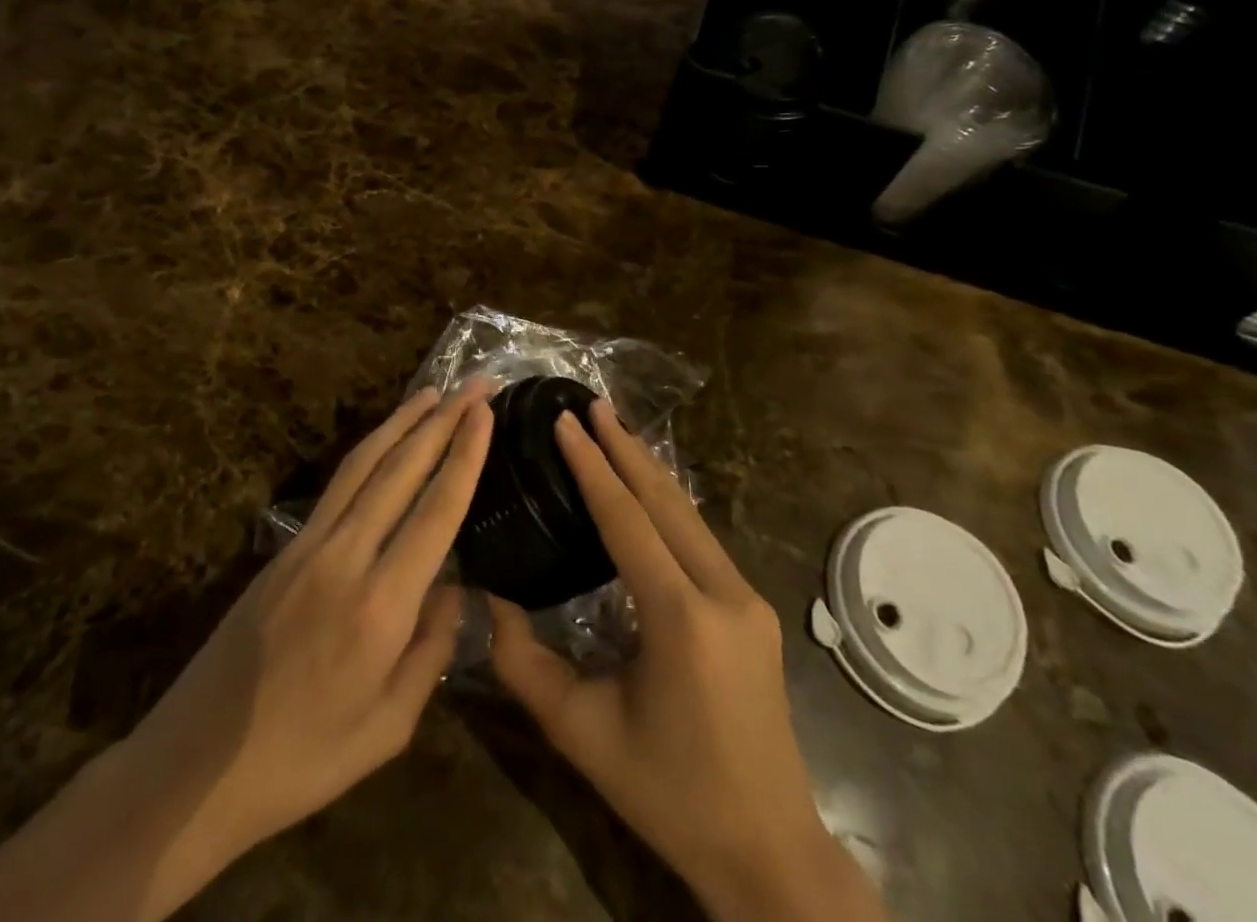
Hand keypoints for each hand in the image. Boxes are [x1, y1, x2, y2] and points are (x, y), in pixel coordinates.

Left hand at [122, 382, 492, 900]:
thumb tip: (455, 590)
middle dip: (443, 420)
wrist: (196, 765)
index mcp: (381, 606)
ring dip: (402, 422)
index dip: (465, 456)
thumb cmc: (303, 760)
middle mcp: (346, 557)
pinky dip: (369, 450)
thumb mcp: (388, 728)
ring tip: (434, 392)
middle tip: (475, 384)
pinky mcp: (284, 548)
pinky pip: (337, 484)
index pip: (436, 511)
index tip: (486, 412)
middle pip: (402, 470)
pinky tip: (385, 441)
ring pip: (364, 464)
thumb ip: (431, 652)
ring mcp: (309, 545)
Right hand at [488, 402, 884, 921]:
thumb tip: (487, 598)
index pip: (627, 519)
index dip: (592, 466)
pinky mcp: (752, 609)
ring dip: (649, 470)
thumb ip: (525, 664)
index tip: (566, 420)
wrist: (769, 852)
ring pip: (690, 514)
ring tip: (614, 431)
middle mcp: (722, 593)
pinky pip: (702, 538)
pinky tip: (647, 489)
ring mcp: (746, 598)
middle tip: (592, 404)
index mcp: (680, 618)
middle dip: (625, 448)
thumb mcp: (583, 733)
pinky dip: (668, 503)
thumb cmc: (669, 795)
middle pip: (666, 500)